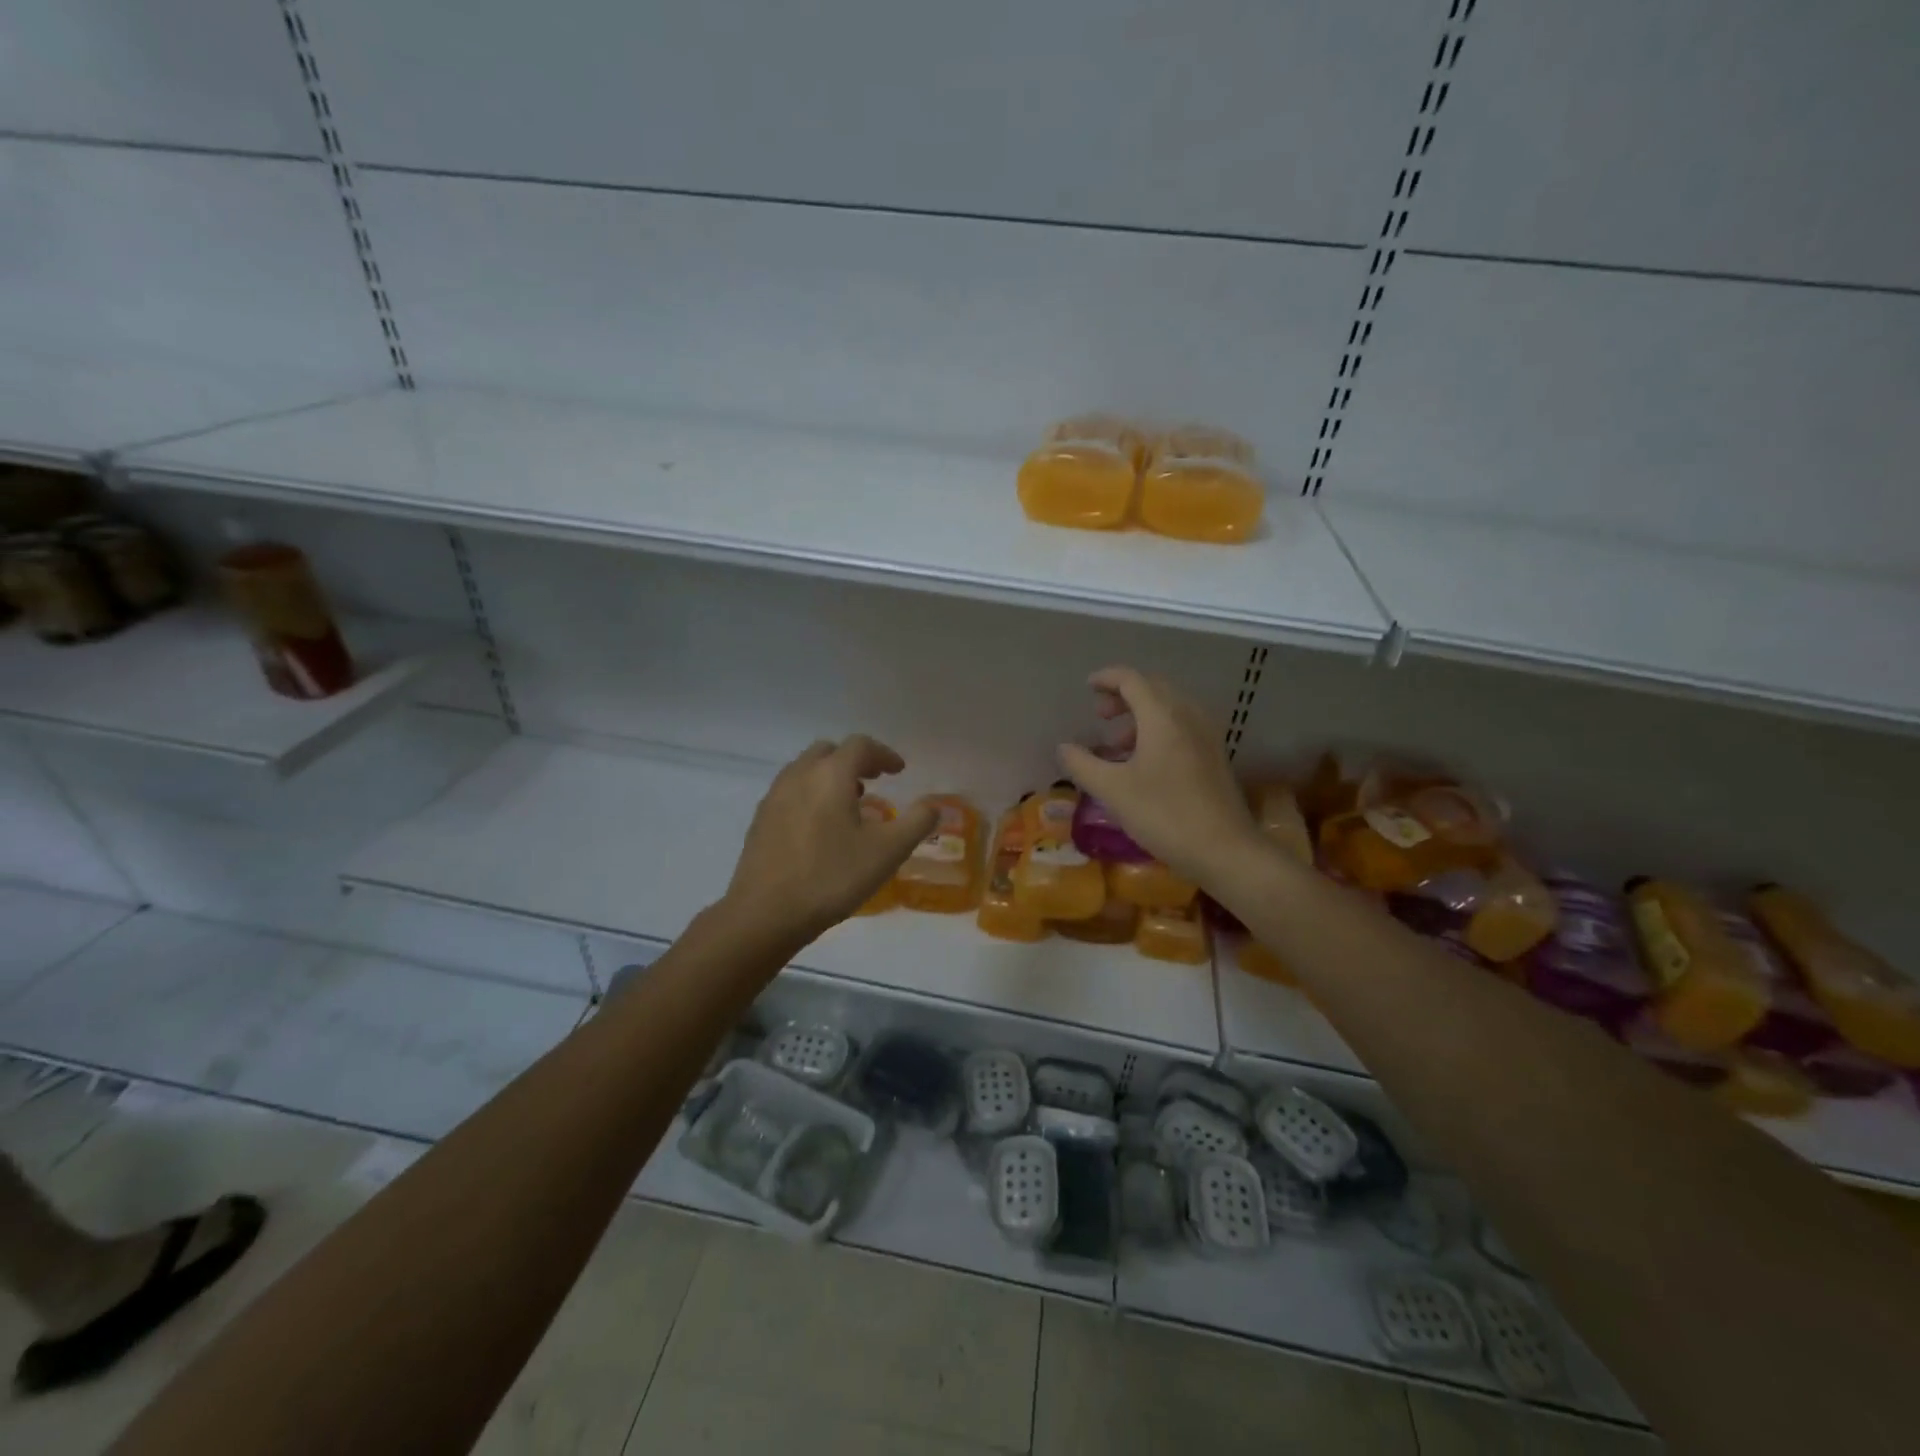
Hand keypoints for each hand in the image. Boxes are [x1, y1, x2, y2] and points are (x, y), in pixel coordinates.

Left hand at [724, 735, 937, 941]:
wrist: (765, 913)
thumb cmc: (832, 877)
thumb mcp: (887, 852)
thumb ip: (916, 823)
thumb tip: (934, 805)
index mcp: (831, 775)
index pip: (860, 746)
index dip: (884, 754)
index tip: (898, 771)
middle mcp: (799, 775)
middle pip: (829, 752)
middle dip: (854, 761)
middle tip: (873, 782)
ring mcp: (774, 796)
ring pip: (806, 770)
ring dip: (830, 777)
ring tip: (848, 805)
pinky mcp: (760, 819)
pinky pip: (790, 792)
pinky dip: (810, 794)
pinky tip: (820, 828)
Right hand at [1056, 667, 1263, 888]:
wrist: (1225, 850)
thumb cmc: (1164, 814)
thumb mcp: (1113, 791)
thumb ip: (1083, 764)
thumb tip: (1063, 747)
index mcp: (1163, 716)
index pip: (1132, 680)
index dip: (1107, 678)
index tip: (1087, 687)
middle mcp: (1188, 716)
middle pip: (1154, 689)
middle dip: (1124, 696)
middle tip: (1100, 716)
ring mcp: (1206, 736)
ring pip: (1170, 709)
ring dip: (1141, 715)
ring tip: (1116, 745)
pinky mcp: (1214, 757)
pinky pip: (1182, 727)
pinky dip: (1158, 731)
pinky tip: (1144, 762)